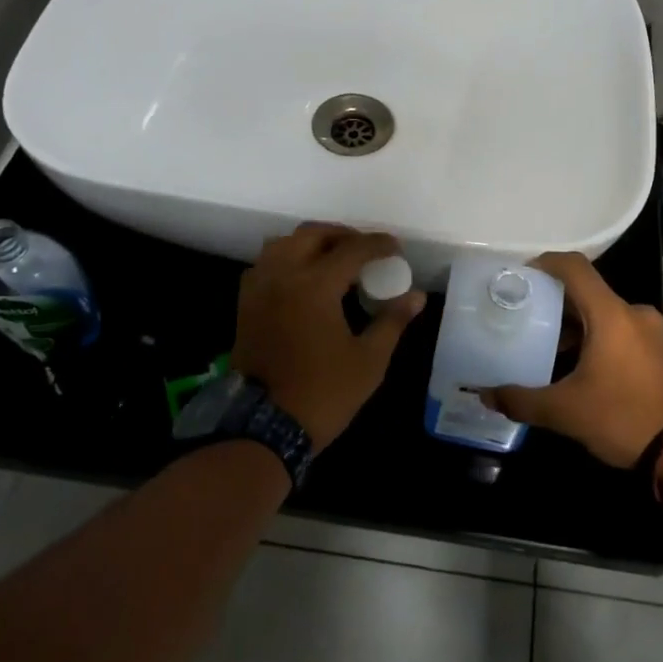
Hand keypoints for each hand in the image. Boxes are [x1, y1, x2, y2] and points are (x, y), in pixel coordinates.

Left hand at [233, 224, 426, 448]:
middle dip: (343, 236)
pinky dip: (288, 258)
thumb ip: (392, 321)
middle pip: (313, 235)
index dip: (378, 244)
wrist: (264, 426)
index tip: (396, 249)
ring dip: (312, 243)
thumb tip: (416, 296)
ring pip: (284, 244)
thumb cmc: (323, 393)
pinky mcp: (246, 304)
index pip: (352, 249)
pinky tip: (304, 278)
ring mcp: (259, 288)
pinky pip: (267, 264)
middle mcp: (283, 275)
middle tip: (366, 251)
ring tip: (335, 259)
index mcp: (314, 285)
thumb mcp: (369, 360)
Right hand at [478, 252, 662, 467]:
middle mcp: (635, 313)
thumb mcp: (566, 412)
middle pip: (588, 294)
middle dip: (557, 305)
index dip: (545, 263)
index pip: (574, 267)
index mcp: (611, 314)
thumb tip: (486, 394)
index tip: (522, 276)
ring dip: (580, 328)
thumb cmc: (624, 418)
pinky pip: (625, 333)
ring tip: (554, 353)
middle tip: (529, 322)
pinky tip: (588, 371)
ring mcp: (655, 331)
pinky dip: (602, 341)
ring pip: (607, 316)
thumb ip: (522, 400)